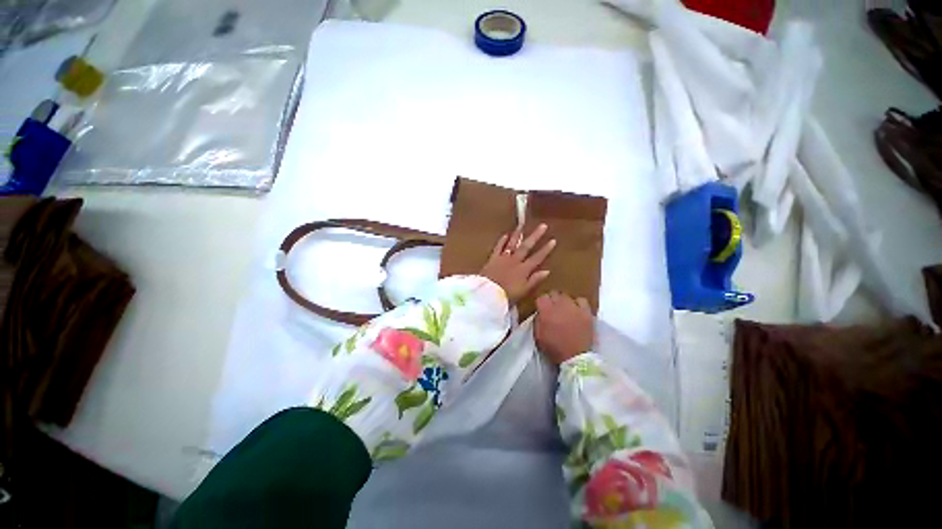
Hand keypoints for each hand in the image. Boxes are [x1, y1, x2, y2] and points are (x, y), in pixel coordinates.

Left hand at [480, 224, 555, 303]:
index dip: (546, 249)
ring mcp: (503, 258)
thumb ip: (534, 280)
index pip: (537, 258)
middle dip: (535, 236)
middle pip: (526, 246)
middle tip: (543, 226)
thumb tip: (547, 271)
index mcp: (523, 269)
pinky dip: (502, 241)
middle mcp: (515, 261)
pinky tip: (505, 235)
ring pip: (512, 244)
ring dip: (518, 234)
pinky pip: (498, 247)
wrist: (487, 293)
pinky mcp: (493, 258)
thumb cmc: (507, 295)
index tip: (553, 240)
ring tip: (522, 225)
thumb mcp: (524, 290)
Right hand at [535, 292, 594, 364]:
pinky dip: (577, 303)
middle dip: (552, 300)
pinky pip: (581, 300)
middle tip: (552, 308)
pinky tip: (576, 310)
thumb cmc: (554, 348)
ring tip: (564, 309)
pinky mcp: (586, 312)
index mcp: (546, 311)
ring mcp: (574, 307)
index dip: (541, 303)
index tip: (542, 308)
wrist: (575, 358)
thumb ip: (537, 320)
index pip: (541, 297)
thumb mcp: (538, 335)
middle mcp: (560, 305)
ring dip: (563, 301)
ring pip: (566, 296)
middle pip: (554, 293)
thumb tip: (540, 312)